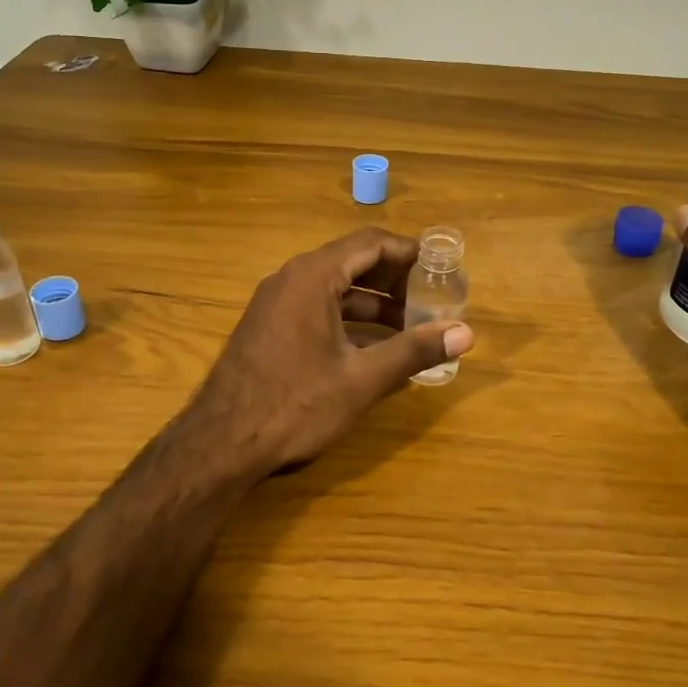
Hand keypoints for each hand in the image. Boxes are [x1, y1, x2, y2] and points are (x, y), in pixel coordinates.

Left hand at [191, 227, 474, 473]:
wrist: (221, 443)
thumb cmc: (296, 404)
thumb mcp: (362, 379)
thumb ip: (413, 351)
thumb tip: (466, 332)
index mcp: (313, 276)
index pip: (370, 243)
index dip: (409, 253)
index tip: (440, 269)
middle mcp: (290, 278)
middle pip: (351, 261)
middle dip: (394, 278)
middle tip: (430, 298)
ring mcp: (273, 303)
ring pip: (333, 287)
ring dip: (371, 302)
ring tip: (409, 325)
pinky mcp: (266, 327)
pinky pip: (315, 307)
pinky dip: (346, 317)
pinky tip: (370, 345)